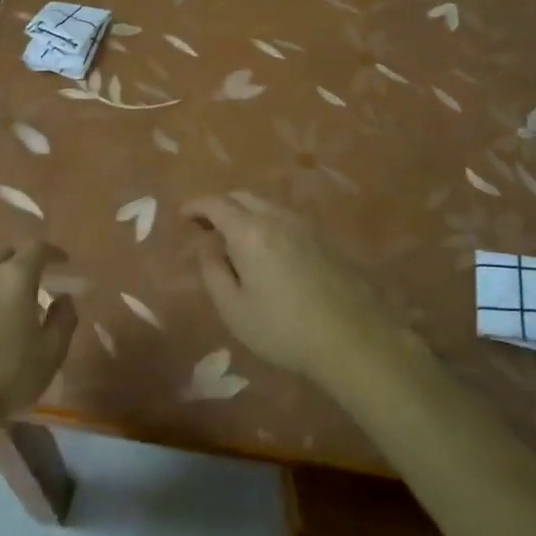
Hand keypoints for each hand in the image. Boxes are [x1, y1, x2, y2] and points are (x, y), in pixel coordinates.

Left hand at [0, 242, 76, 429]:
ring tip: (4, 304)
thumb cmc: (8, 373)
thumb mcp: (51, 352)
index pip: (37, 248)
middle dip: (19, 260)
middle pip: (3, 253)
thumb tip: (64, 298)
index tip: (63, 261)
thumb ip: (63, 319)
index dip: (52, 251)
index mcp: (15, 277)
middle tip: (31, 279)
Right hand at [185, 194, 393, 386]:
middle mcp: (276, 217)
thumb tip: (206, 244)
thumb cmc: (283, 328)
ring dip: (244, 213)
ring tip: (234, 239)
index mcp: (249, 231)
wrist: (352, 339)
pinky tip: (266, 249)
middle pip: (242, 196)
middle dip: (219, 205)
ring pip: (266, 205)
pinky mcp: (323, 238)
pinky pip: (285, 218)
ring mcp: (304, 225)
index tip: (183, 215)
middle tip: (206, 227)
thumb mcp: (233, 308)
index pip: (216, 203)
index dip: (196, 205)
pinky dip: (266, 222)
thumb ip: (212, 270)